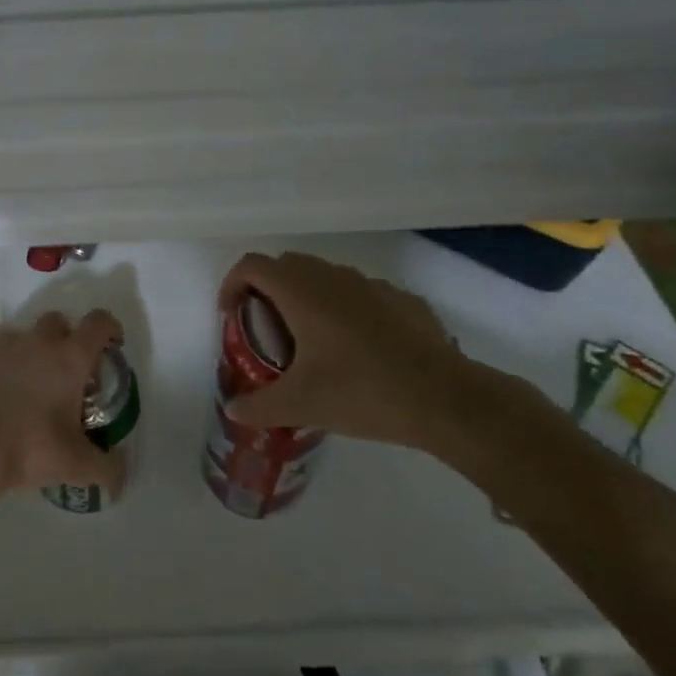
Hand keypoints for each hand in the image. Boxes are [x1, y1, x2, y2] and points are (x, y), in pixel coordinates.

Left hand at [0, 309, 127, 495]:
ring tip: (36, 382)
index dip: (110, 328)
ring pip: (27, 333)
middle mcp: (40, 342)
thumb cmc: (31, 446)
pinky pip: (0, 351)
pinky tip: (7, 392)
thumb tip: (121, 475)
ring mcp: (5, 347)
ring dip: (36, 348)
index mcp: (71, 357)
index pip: (98, 322)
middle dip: (69, 337)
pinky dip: (8, 363)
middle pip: (60, 320)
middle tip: (71, 370)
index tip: (112, 346)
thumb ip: (108, 469)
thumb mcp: (78, 465)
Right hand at [217, 251, 505, 451]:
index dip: (232, 284)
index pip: (252, 265)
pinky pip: (360, 295)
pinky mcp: (402, 300)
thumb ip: (258, 406)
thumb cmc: (361, 392)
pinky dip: (345, 311)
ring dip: (307, 299)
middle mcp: (333, 277)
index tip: (231, 316)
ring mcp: (371, 285)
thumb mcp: (300, 405)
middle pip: (286, 266)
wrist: (444, 398)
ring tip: (310, 343)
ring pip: (325, 278)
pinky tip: (357, 350)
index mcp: (301, 292)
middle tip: (266, 332)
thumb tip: (233, 410)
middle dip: (267, 292)